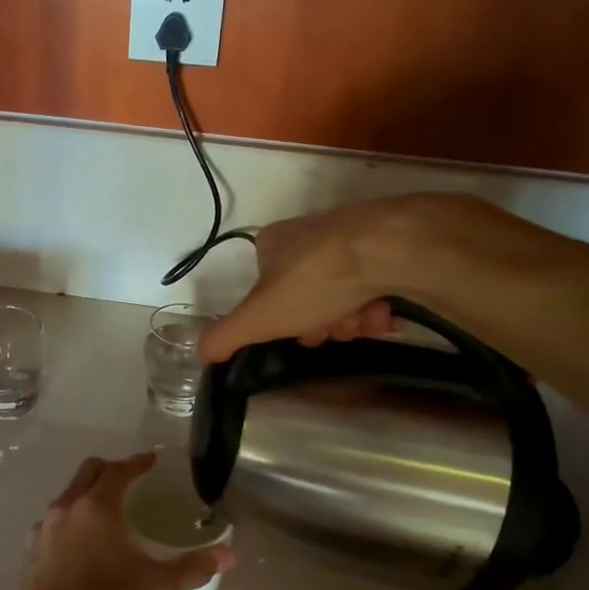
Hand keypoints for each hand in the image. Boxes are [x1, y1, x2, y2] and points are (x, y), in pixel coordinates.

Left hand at [9, 453, 235, 589]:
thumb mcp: (159, 588)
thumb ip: (194, 567)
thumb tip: (230, 555)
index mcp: (97, 507)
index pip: (119, 471)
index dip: (137, 463)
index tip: (151, 460)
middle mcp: (66, 508)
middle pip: (88, 473)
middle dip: (110, 470)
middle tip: (130, 479)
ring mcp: (43, 531)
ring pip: (67, 496)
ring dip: (87, 494)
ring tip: (108, 513)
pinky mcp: (31, 554)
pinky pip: (53, 523)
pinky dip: (71, 521)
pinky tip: (82, 545)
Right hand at [198, 193, 541, 363]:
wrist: (389, 249)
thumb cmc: (315, 280)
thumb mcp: (260, 316)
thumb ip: (226, 336)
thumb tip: (200, 353)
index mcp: (273, 244)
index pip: (268, 290)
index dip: (282, 319)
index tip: (299, 333)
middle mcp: (309, 236)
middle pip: (309, 298)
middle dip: (324, 322)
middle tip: (334, 328)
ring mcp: (350, 239)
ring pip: (344, 296)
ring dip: (352, 319)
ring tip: (364, 318)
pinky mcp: (386, 246)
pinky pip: (376, 286)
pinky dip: (378, 305)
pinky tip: (385, 310)